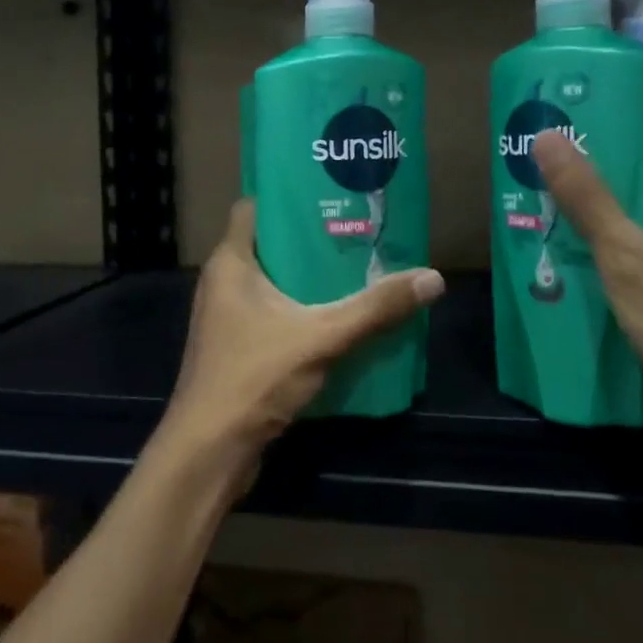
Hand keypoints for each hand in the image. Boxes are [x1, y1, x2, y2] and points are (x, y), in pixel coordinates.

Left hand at [155, 199, 444, 485]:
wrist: (210, 451)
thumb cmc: (254, 377)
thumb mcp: (321, 336)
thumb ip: (375, 309)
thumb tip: (432, 278)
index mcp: (231, 263)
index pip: (253, 208)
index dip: (287, 196)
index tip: (330, 191)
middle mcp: (224, 282)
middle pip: (270, 244)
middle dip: (311, 238)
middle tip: (357, 229)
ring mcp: (228, 317)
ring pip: (273, 282)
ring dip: (309, 277)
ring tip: (357, 266)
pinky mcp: (238, 347)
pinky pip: (274, 313)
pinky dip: (302, 309)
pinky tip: (339, 315)